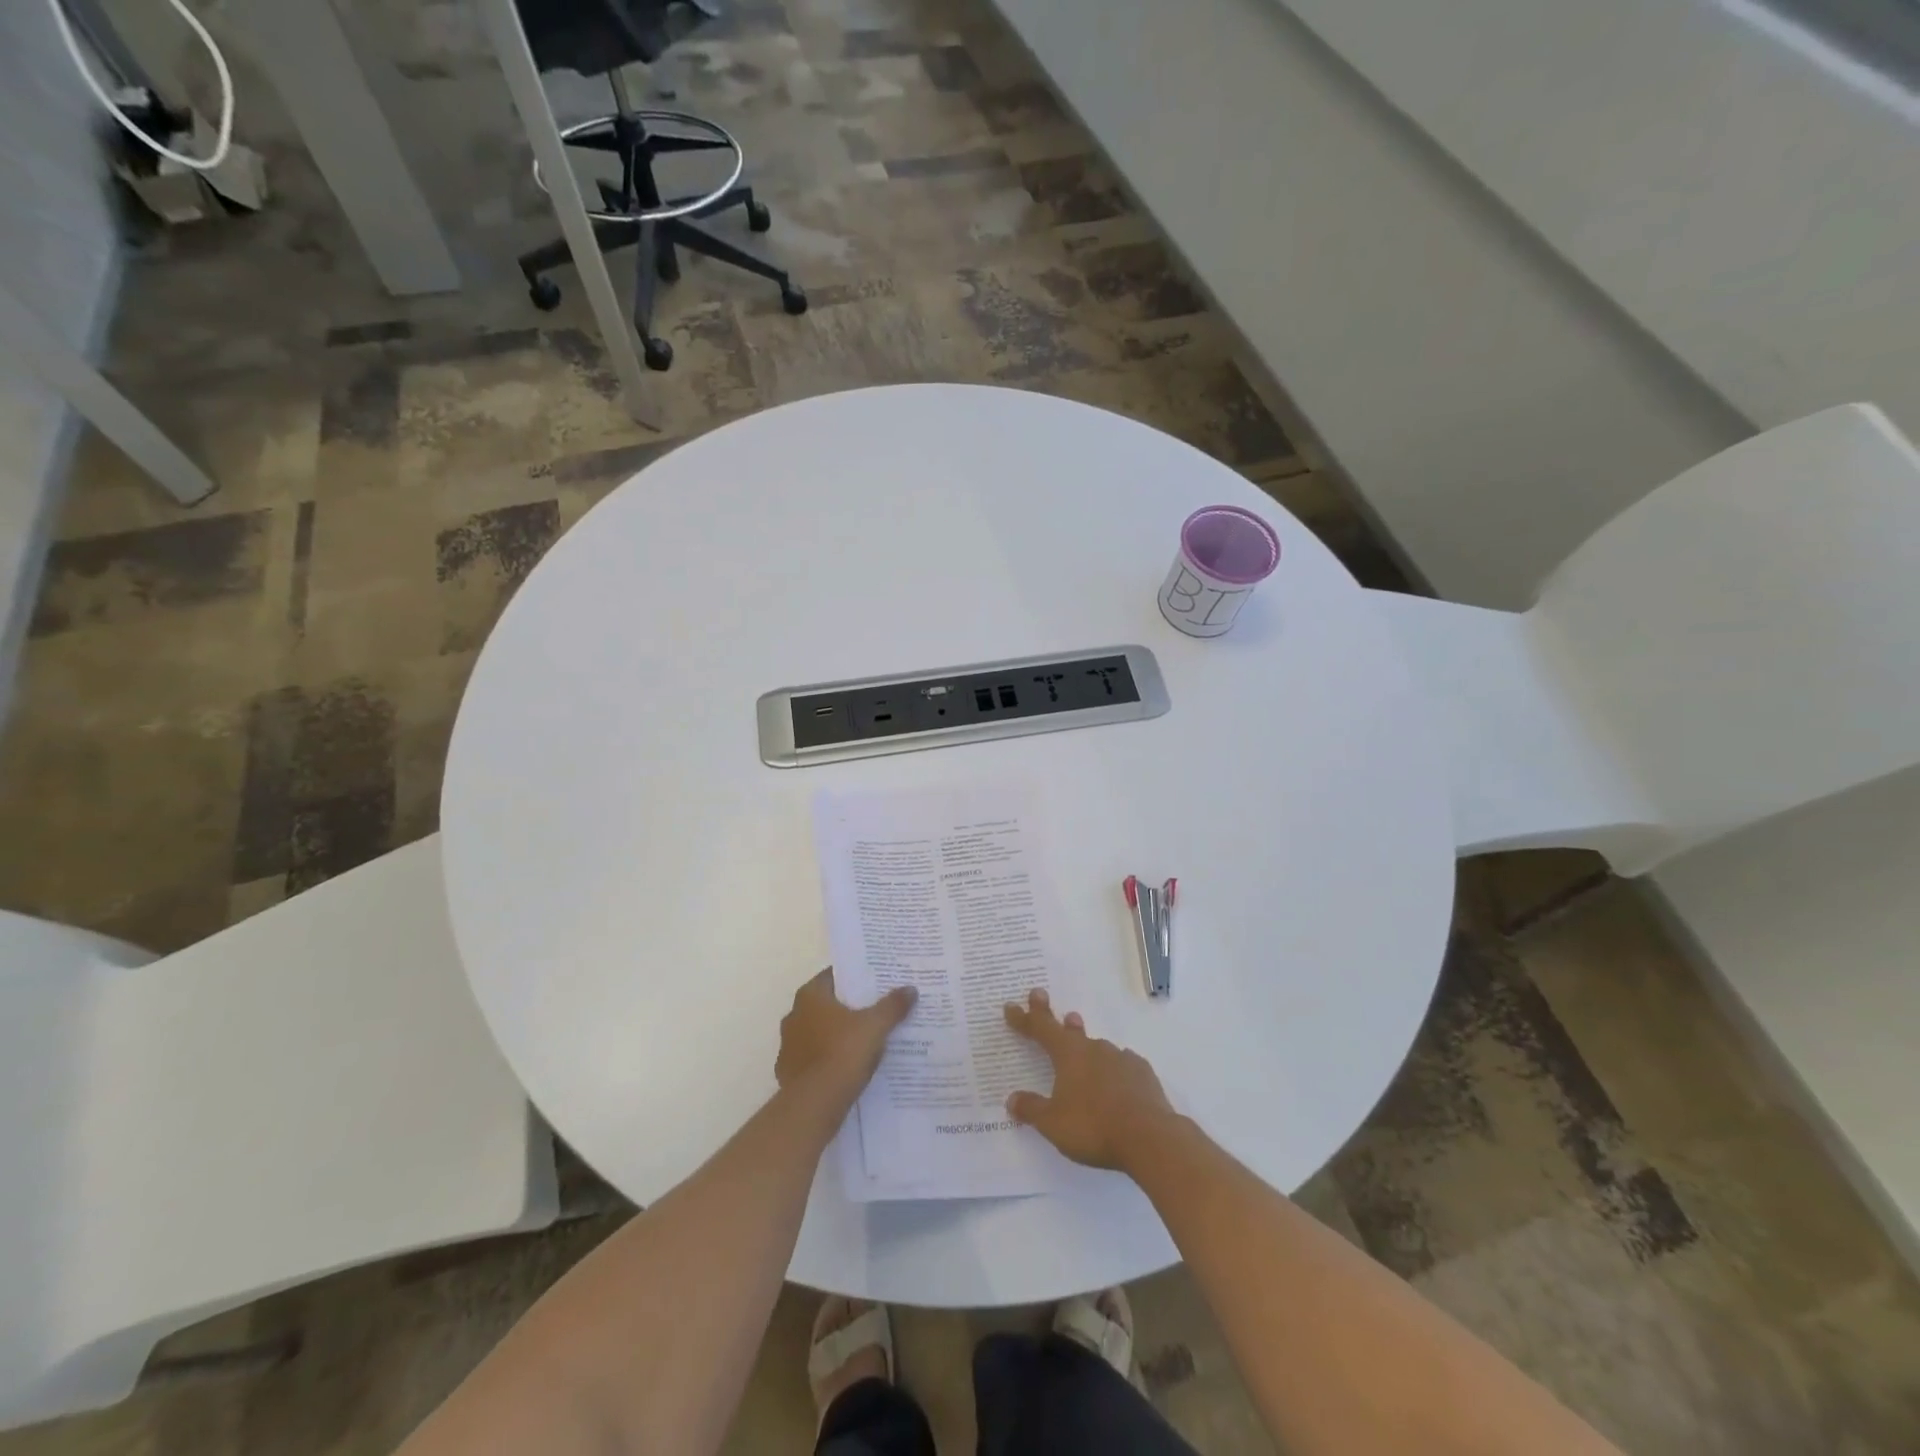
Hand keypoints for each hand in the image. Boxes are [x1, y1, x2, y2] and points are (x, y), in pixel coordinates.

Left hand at [776, 969, 916, 1101]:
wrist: (813, 1106)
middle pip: (827, 1004)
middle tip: (877, 1008)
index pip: (834, 976)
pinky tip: (850, 1067)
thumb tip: (910, 989)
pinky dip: (830, 1060)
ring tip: (867, 1039)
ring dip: (839, 1035)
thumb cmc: (842, 1053)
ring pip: (820, 1032)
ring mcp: (789, 1046)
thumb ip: (892, 1006)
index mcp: (810, 996)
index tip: (877, 982)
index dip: (856, 978)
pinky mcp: (790, 1073)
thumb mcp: (875, 1026)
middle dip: (850, 1007)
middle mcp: (794, 1015)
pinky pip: (816, 1059)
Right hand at [1002, 989, 1176, 1170]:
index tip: (1011, 1005)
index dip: (1024, 1018)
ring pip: (1096, 1045)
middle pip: (1068, 1029)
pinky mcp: (1142, 1072)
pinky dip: (1112, 1066)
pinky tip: (1115, 1077)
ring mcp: (1120, 1058)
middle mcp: (1093, 1048)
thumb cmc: (1094, 1128)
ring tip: (1080, 1040)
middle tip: (1040, 995)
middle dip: (1051, 1015)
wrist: (1150, 1137)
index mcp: (1068, 1054)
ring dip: (1083, 1041)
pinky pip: (1121, 1063)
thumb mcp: (1053, 1124)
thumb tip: (1011, 1098)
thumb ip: (1032, 1109)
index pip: (1040, 1029)